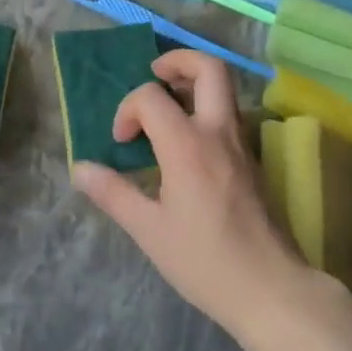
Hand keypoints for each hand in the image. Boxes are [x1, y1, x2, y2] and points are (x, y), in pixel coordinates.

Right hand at [70, 50, 306, 335]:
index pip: (151, 97)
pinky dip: (206, 107)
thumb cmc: (205, 261)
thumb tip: (81, 169)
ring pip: (224, 87)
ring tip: (167, 103)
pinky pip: (229, 113)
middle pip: (209, 67)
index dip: (127, 110)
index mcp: (187, 144)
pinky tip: (187, 139)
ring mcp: (241, 142)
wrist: (270, 289)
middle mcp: (218, 131)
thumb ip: (113, 193)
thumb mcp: (149, 231)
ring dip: (194, 81)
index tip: (121, 142)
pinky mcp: (252, 158)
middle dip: (177, 61)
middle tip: (154, 76)